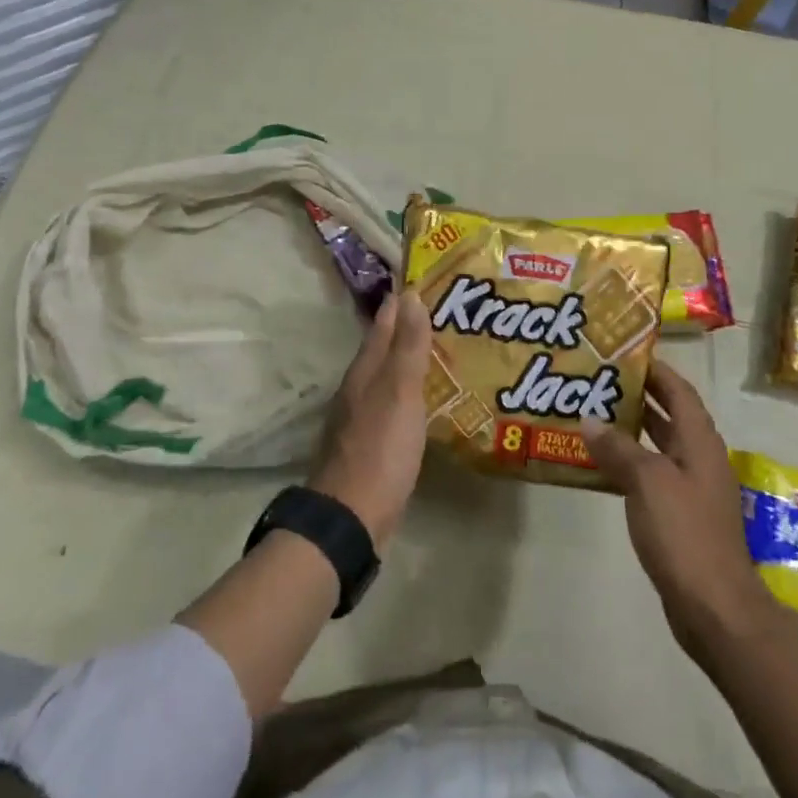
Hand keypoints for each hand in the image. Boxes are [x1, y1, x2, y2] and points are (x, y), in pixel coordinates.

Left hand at [309, 288, 431, 548]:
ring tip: (443, 349)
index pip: (384, 323)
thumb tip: (409, 295)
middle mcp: (360, 387)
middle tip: (446, 312)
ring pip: (389, 376)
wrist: (351, 517)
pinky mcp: (372, 443)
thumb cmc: (380, 449)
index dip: (403, 302)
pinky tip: (429, 399)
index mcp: (366, 371)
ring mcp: (363, 416)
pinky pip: (395, 403)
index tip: (427, 280)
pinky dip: (412, 392)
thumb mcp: (400, 393)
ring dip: (411, 360)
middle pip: (385, 348)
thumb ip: (407, 347)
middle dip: (410, 328)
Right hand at [583, 361, 772, 656]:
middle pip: (669, 414)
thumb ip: (619, 448)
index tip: (624, 353)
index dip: (655, 369)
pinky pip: (653, 475)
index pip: (678, 390)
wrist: (714, 607)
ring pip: (659, 445)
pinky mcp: (681, 516)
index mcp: (699, 441)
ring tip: (594, 413)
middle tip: (600, 379)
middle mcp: (699, 458)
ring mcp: (692, 489)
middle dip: (639, 395)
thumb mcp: (647, 482)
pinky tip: (602, 464)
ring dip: (632, 429)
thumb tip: (590, 419)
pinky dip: (631, 463)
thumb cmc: (684, 533)